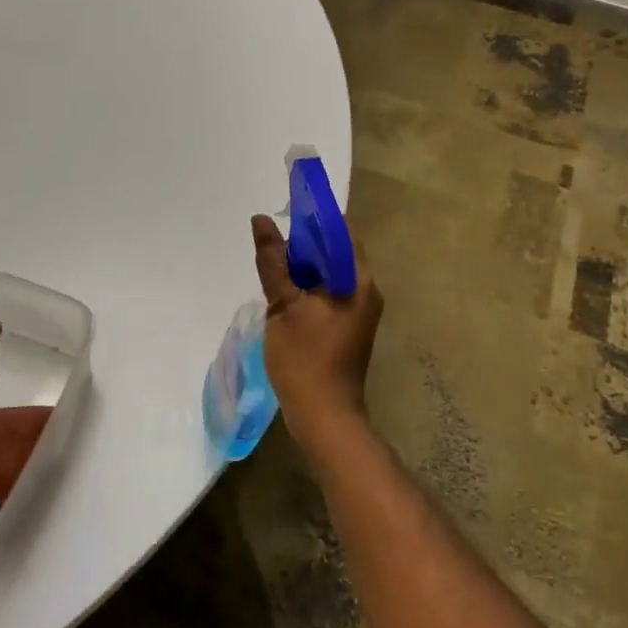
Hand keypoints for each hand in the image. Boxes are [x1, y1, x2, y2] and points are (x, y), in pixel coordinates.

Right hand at [251, 215, 383, 445]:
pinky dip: (307, 287)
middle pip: (336, 252)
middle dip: (305, 242)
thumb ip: (272, 261)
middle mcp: (365, 291)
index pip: (341, 232)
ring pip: (329, 274)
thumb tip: (261, 220)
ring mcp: (358, 312)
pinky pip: (327, 294)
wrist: (324, 417)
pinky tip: (282, 291)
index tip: (286, 210)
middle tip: (272, 238)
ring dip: (304, 266)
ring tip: (273, 262)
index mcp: (359, 281)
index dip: (314, 218)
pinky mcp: (346, 328)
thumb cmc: (305, 359)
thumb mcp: (283, 305)